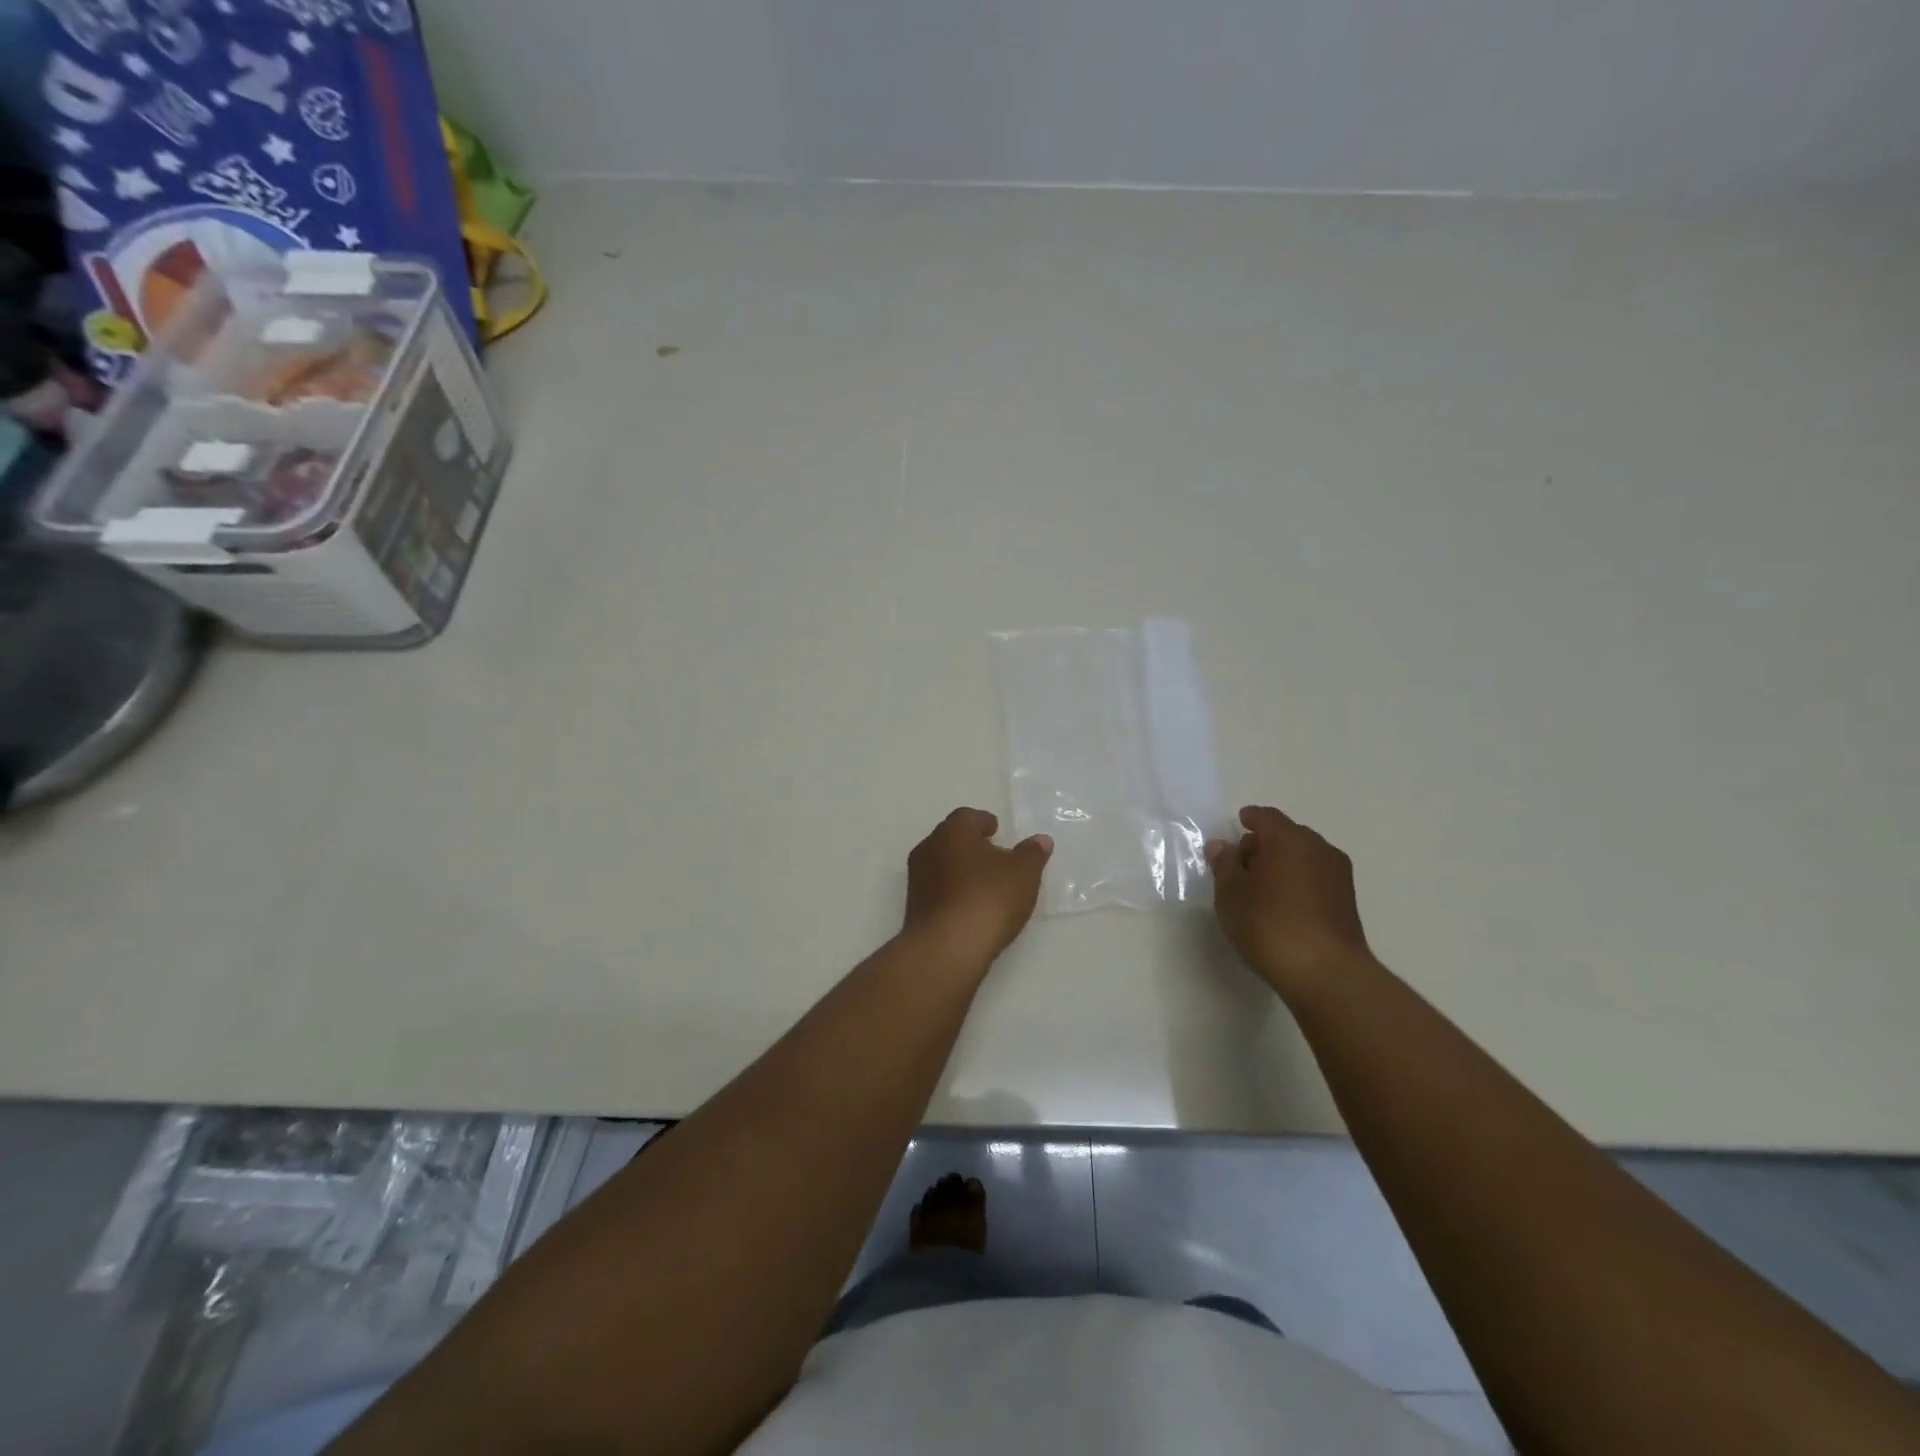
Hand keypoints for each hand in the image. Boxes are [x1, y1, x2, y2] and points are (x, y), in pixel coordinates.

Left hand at [903, 808, 1051, 970]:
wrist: (946, 948)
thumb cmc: (988, 899)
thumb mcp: (1023, 874)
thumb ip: (1032, 854)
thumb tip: (1040, 840)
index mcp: (953, 831)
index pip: (968, 817)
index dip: (984, 822)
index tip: (997, 832)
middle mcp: (929, 848)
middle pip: (952, 839)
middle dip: (971, 845)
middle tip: (994, 856)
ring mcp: (917, 879)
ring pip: (942, 864)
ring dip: (961, 870)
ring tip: (985, 884)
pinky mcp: (914, 907)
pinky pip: (937, 890)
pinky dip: (953, 892)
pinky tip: (970, 907)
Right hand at [1207, 806, 1372, 995]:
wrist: (1327, 973)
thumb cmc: (1269, 925)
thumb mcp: (1231, 895)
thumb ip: (1225, 865)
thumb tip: (1222, 846)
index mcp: (1288, 839)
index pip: (1266, 817)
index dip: (1250, 818)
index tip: (1239, 823)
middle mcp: (1318, 848)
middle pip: (1287, 835)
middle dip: (1264, 843)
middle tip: (1242, 863)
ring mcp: (1338, 875)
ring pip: (1304, 856)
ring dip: (1283, 863)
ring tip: (1261, 888)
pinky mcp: (1347, 901)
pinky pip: (1316, 877)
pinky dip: (1298, 881)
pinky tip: (1283, 904)